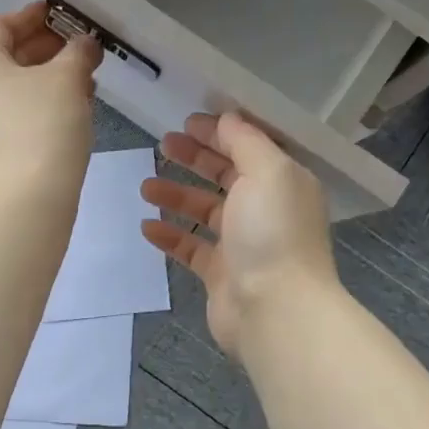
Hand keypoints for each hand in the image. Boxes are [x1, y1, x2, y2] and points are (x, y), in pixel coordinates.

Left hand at [0, 1, 101, 199]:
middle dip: (43, 50)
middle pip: (2, 57)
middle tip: (77, 49)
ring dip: (44, 80)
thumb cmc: (43, 124)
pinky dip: (36, 106)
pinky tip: (68, 111)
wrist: (27, 199)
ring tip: (82, 82)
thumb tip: (84, 44)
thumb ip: (78, 52)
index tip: (60, 15)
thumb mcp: (67, 79)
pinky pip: (10, 116)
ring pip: (9, 89)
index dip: (31, 17)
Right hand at [139, 111, 338, 355]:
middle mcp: (266, 210)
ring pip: (205, 211)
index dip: (220, 132)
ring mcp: (243, 244)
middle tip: (164, 144)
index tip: (187, 122)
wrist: (275, 310)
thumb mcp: (266, 170)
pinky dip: (170, 236)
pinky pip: (191, 248)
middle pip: (226, 176)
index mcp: (283, 182)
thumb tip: (226, 119)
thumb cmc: (272, 232)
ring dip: (177, 195)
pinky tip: (147, 226)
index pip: (250, 148)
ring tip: (146, 185)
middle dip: (196, 158)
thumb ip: (245, 140)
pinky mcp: (222, 274)